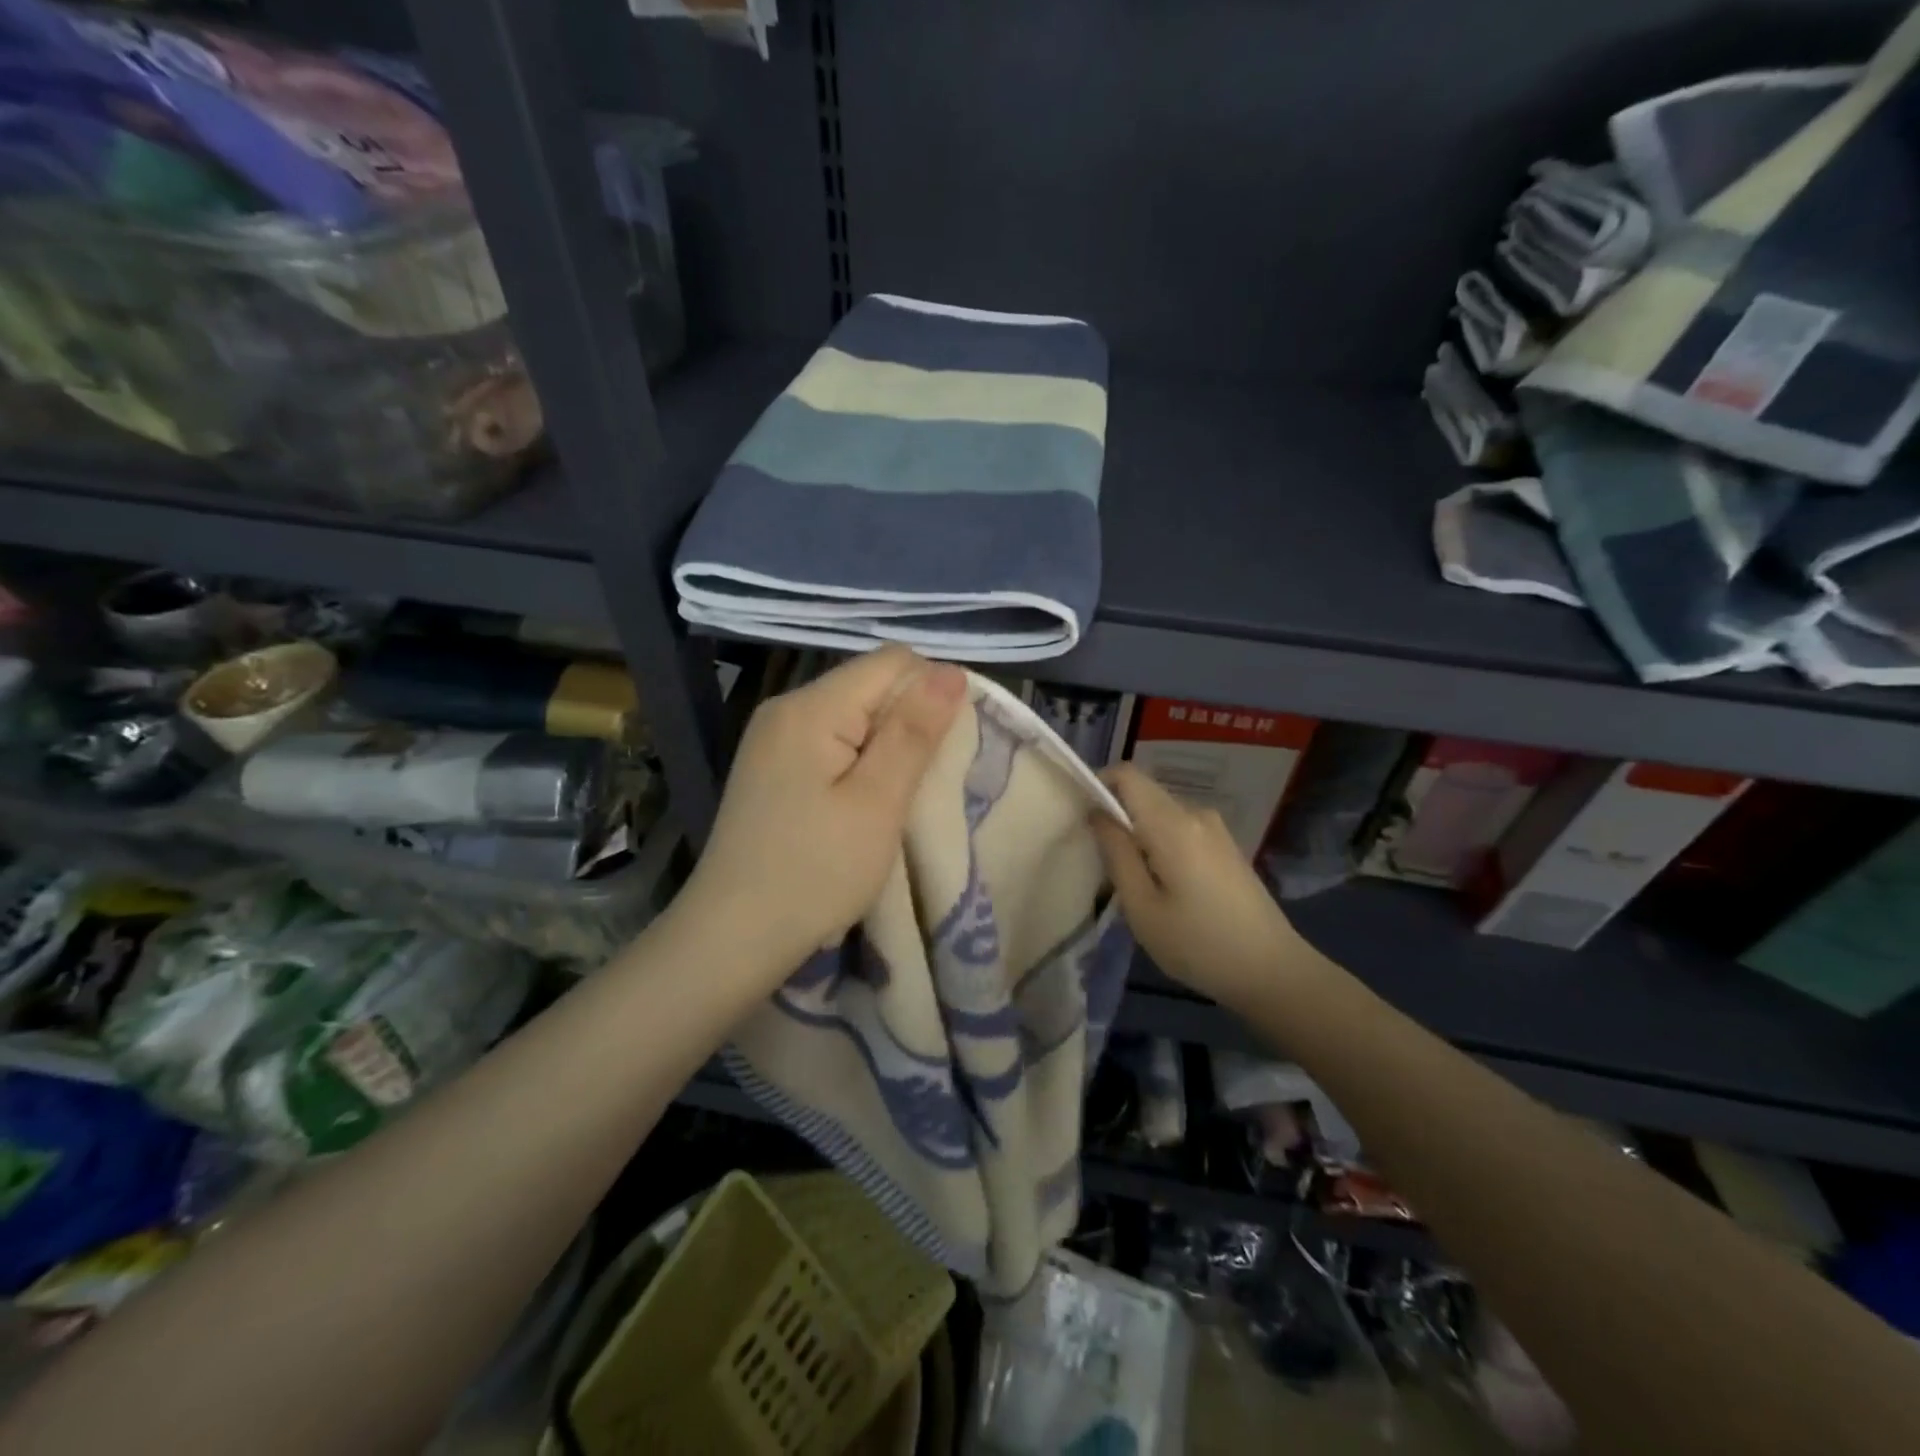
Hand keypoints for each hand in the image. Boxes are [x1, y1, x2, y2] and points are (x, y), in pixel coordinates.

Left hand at [680, 646, 966, 977]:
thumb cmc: (815, 872)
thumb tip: (951, 671)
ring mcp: (773, 738)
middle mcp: (786, 708)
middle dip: (909, 722)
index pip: (893, 662)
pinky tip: (861, 803)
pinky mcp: (771, 767)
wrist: (733, 937)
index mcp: (811, 707)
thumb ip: (914, 732)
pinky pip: (831, 741)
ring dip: (886, 746)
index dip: (932, 693)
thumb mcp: (877, 802)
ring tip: (895, 798)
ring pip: (853, 715)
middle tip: (920, 784)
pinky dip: (859, 762)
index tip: (945, 750)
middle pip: (871, 685)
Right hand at [1091, 764, 1311, 1008]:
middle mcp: (1195, 814)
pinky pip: (1180, 828)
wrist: (1272, 971)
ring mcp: (1215, 829)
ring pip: (1161, 813)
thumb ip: (1116, 853)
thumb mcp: (1142, 906)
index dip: (1098, 784)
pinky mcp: (1225, 846)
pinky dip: (1160, 843)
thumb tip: (1096, 812)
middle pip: (1144, 793)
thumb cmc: (1198, 944)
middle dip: (1115, 814)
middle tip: (1100, 859)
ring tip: (1130, 880)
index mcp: (1172, 823)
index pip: (1127, 775)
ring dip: (1138, 833)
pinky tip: (1162, 885)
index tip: (1081, 817)